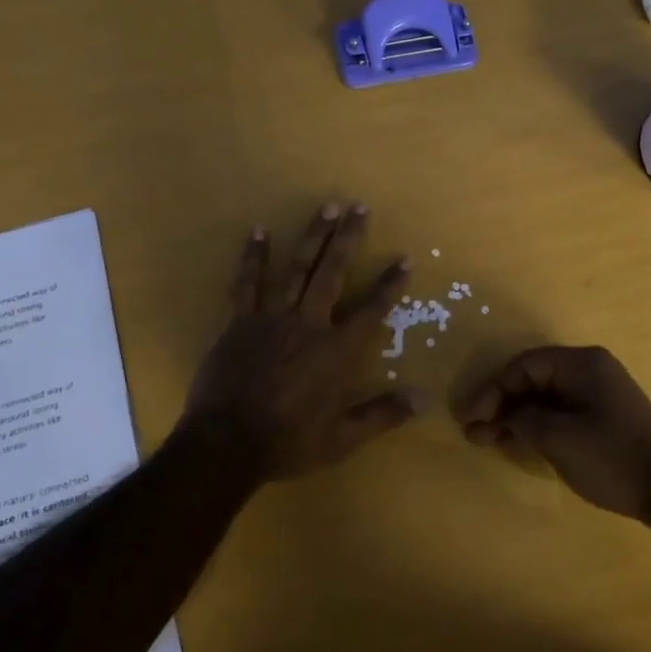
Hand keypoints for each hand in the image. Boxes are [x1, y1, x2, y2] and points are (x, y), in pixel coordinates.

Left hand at [182, 203, 420, 482]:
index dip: (389, 284)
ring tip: (327, 206)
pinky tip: (260, 231)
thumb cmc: (288, 442)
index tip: (404, 258)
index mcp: (335, 351)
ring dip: (312, 235)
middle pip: (332, 273)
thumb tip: (424, 399)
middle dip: (348, 239)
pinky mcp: (240, 321)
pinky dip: (254, 256)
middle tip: (359, 206)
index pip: (371, 310)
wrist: (226, 445)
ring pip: (296, 268)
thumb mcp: (342, 438)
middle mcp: (308, 324)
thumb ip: (383, 414)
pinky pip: (247, 282)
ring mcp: (272, 318)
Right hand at [457, 346, 650, 522]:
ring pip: (545, 397)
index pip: (524, 366)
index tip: (469, 419)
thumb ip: (522, 419)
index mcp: (582, 363)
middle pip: (533, 379)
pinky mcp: (604, 416)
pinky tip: (517, 443)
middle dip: (500, 405)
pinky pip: (560, 411)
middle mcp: (591, 369)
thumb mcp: (558, 438)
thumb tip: (501, 417)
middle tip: (474, 433)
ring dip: (515, 417)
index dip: (492, 391)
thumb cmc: (611, 458)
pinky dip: (536, 425)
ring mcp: (599, 392)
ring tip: (488, 441)